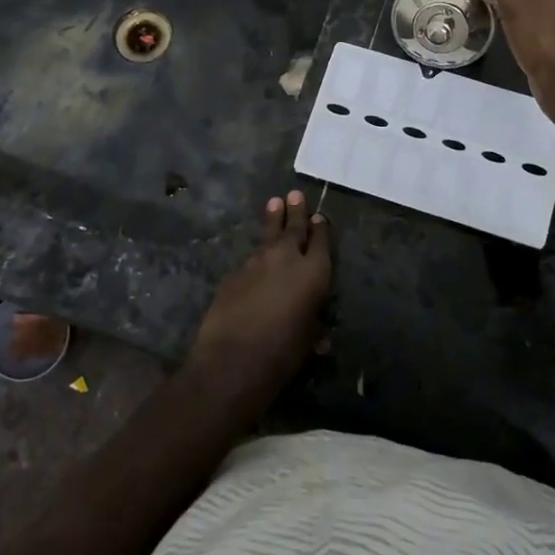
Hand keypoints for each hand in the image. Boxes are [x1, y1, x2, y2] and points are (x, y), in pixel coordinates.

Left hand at [186, 191, 331, 412]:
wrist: (232, 359)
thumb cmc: (282, 354)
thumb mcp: (308, 342)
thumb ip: (314, 327)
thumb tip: (320, 336)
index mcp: (313, 273)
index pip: (320, 242)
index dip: (321, 229)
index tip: (320, 217)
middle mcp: (286, 258)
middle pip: (294, 228)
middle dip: (296, 212)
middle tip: (295, 194)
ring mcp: (256, 262)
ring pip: (269, 236)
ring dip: (273, 220)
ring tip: (274, 203)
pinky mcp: (234, 272)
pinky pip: (250, 258)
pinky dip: (257, 254)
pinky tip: (255, 257)